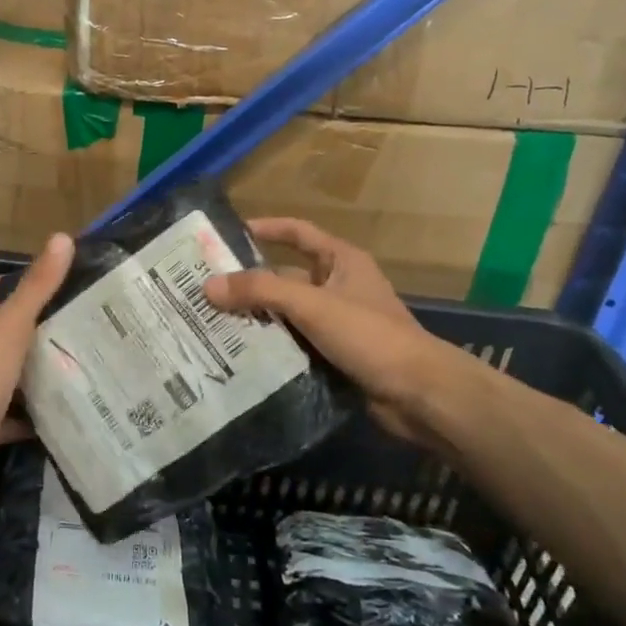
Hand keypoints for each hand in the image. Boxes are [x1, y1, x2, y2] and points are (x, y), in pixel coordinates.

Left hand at [0, 234, 74, 500]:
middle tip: (71, 322)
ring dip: (30, 371)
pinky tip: (59, 411)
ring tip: (72, 362)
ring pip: (3, 372)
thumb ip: (37, 285)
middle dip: (29, 327)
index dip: (6, 280)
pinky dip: (29, 414)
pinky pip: (8, 414)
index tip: (45, 282)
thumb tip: (62, 237)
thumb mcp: (11, 324)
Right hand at [204, 218, 452, 445]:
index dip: (265, 229)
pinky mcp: (334, 355)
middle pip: (285, 277)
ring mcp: (337, 323)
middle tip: (205, 290)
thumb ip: (261, 291)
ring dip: (256, 318)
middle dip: (249, 283)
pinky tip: (238, 354)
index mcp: (341, 261)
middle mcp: (338, 286)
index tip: (226, 235)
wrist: (419, 395)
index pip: (297, 233)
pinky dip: (270, 346)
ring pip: (287, 313)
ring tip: (211, 323)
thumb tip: (208, 286)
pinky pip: (294, 342)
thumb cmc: (370, 335)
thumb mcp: (312, 305)